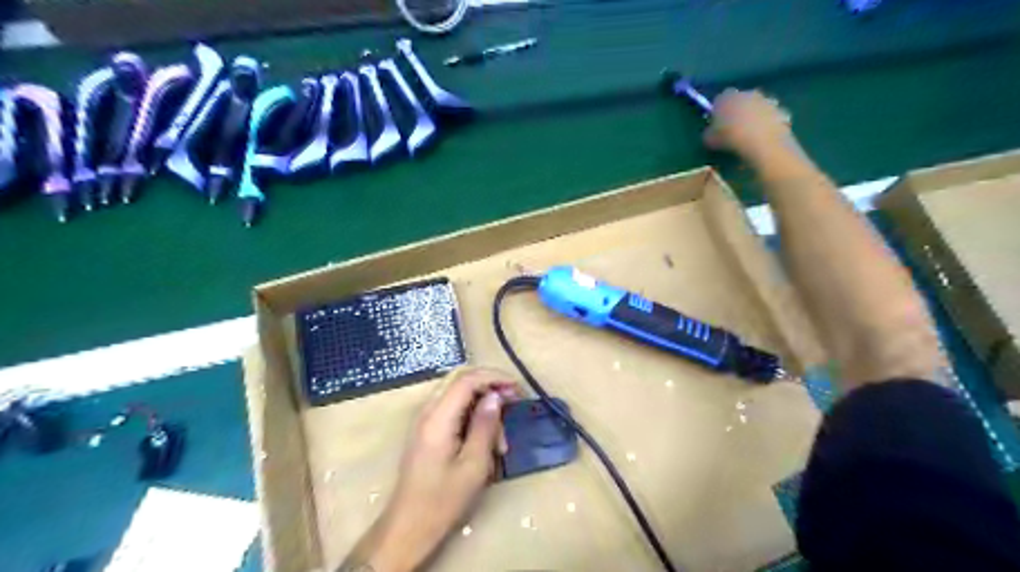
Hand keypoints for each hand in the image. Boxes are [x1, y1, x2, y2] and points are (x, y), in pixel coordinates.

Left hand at [349, 368, 525, 569]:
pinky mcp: (427, 430)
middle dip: (490, 386)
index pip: (467, 379)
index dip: (495, 377)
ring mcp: (425, 420)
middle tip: (514, 402)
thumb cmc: (443, 501)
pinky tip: (486, 442)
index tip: (519, 390)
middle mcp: (428, 411)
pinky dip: (473, 416)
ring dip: (483, 407)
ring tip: (501, 441)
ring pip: (459, 394)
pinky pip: (453, 409)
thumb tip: (496, 396)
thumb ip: (485, 426)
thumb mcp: (473, 465)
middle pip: (461, 380)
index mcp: (438, 417)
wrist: (407, 527)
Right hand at [707, 88, 799, 164]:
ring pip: (757, 107)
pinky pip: (771, 116)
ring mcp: (766, 100)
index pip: (719, 100)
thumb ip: (709, 132)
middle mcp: (747, 93)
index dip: (718, 111)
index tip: (717, 124)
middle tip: (733, 128)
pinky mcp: (781, 110)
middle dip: (737, 110)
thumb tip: (711, 133)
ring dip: (754, 116)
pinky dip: (768, 123)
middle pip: (740, 100)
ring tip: (750, 134)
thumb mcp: (709, 139)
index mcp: (726, 97)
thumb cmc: (730, 137)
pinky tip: (763, 137)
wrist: (761, 142)